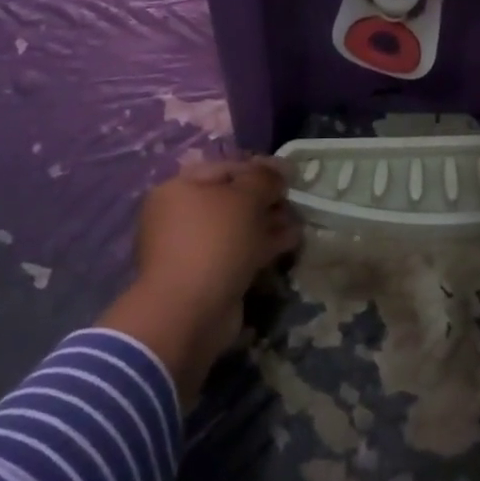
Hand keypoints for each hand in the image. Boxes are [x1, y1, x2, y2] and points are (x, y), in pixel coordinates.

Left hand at [99, 158, 297, 406]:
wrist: (190, 312)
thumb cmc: (214, 241)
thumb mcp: (245, 198)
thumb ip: (265, 178)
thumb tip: (281, 169)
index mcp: (180, 188)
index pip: (226, 168)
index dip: (260, 169)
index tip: (290, 176)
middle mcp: (182, 215)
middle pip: (232, 199)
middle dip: (267, 199)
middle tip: (295, 201)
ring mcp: (194, 248)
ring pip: (239, 227)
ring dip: (269, 223)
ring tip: (299, 222)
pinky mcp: (208, 275)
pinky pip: (240, 252)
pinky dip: (263, 246)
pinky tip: (291, 242)